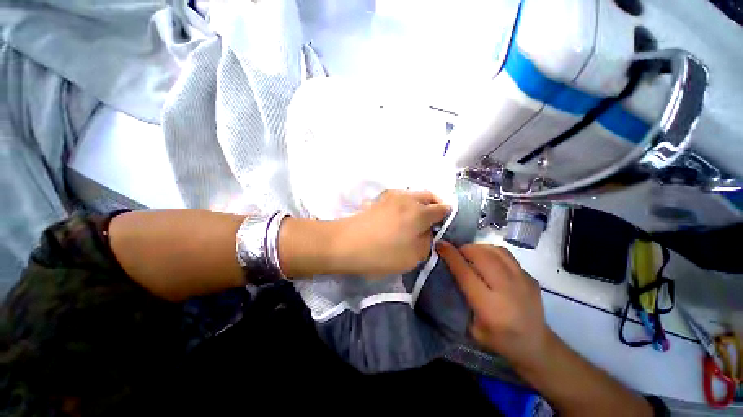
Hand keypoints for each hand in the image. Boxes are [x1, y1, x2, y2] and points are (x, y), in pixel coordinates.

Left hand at [333, 189, 449, 275]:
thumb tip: (428, 230)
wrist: (347, 243)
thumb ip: (427, 240)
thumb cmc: (382, 253)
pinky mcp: (380, 198)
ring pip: (414, 194)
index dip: (446, 216)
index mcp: (420, 212)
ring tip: (415, 218)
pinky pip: (400, 197)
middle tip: (432, 220)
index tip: (444, 225)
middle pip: (429, 196)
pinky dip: (405, 203)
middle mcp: (408, 198)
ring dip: (419, 203)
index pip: (442, 208)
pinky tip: (399, 216)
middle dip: (434, 205)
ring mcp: (392, 195)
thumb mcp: (414, 256)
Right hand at [436, 242, 554, 366]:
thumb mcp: (472, 327)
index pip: (466, 273)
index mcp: (489, 307)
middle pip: (482, 256)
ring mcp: (522, 281)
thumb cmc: (499, 340)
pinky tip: (487, 260)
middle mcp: (507, 290)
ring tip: (471, 253)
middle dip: (465, 249)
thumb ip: (462, 298)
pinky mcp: (530, 277)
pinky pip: (506, 255)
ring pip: (495, 251)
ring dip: (478, 248)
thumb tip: (451, 271)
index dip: (451, 256)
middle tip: (457, 252)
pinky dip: (491, 252)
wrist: (536, 345)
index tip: (440, 244)